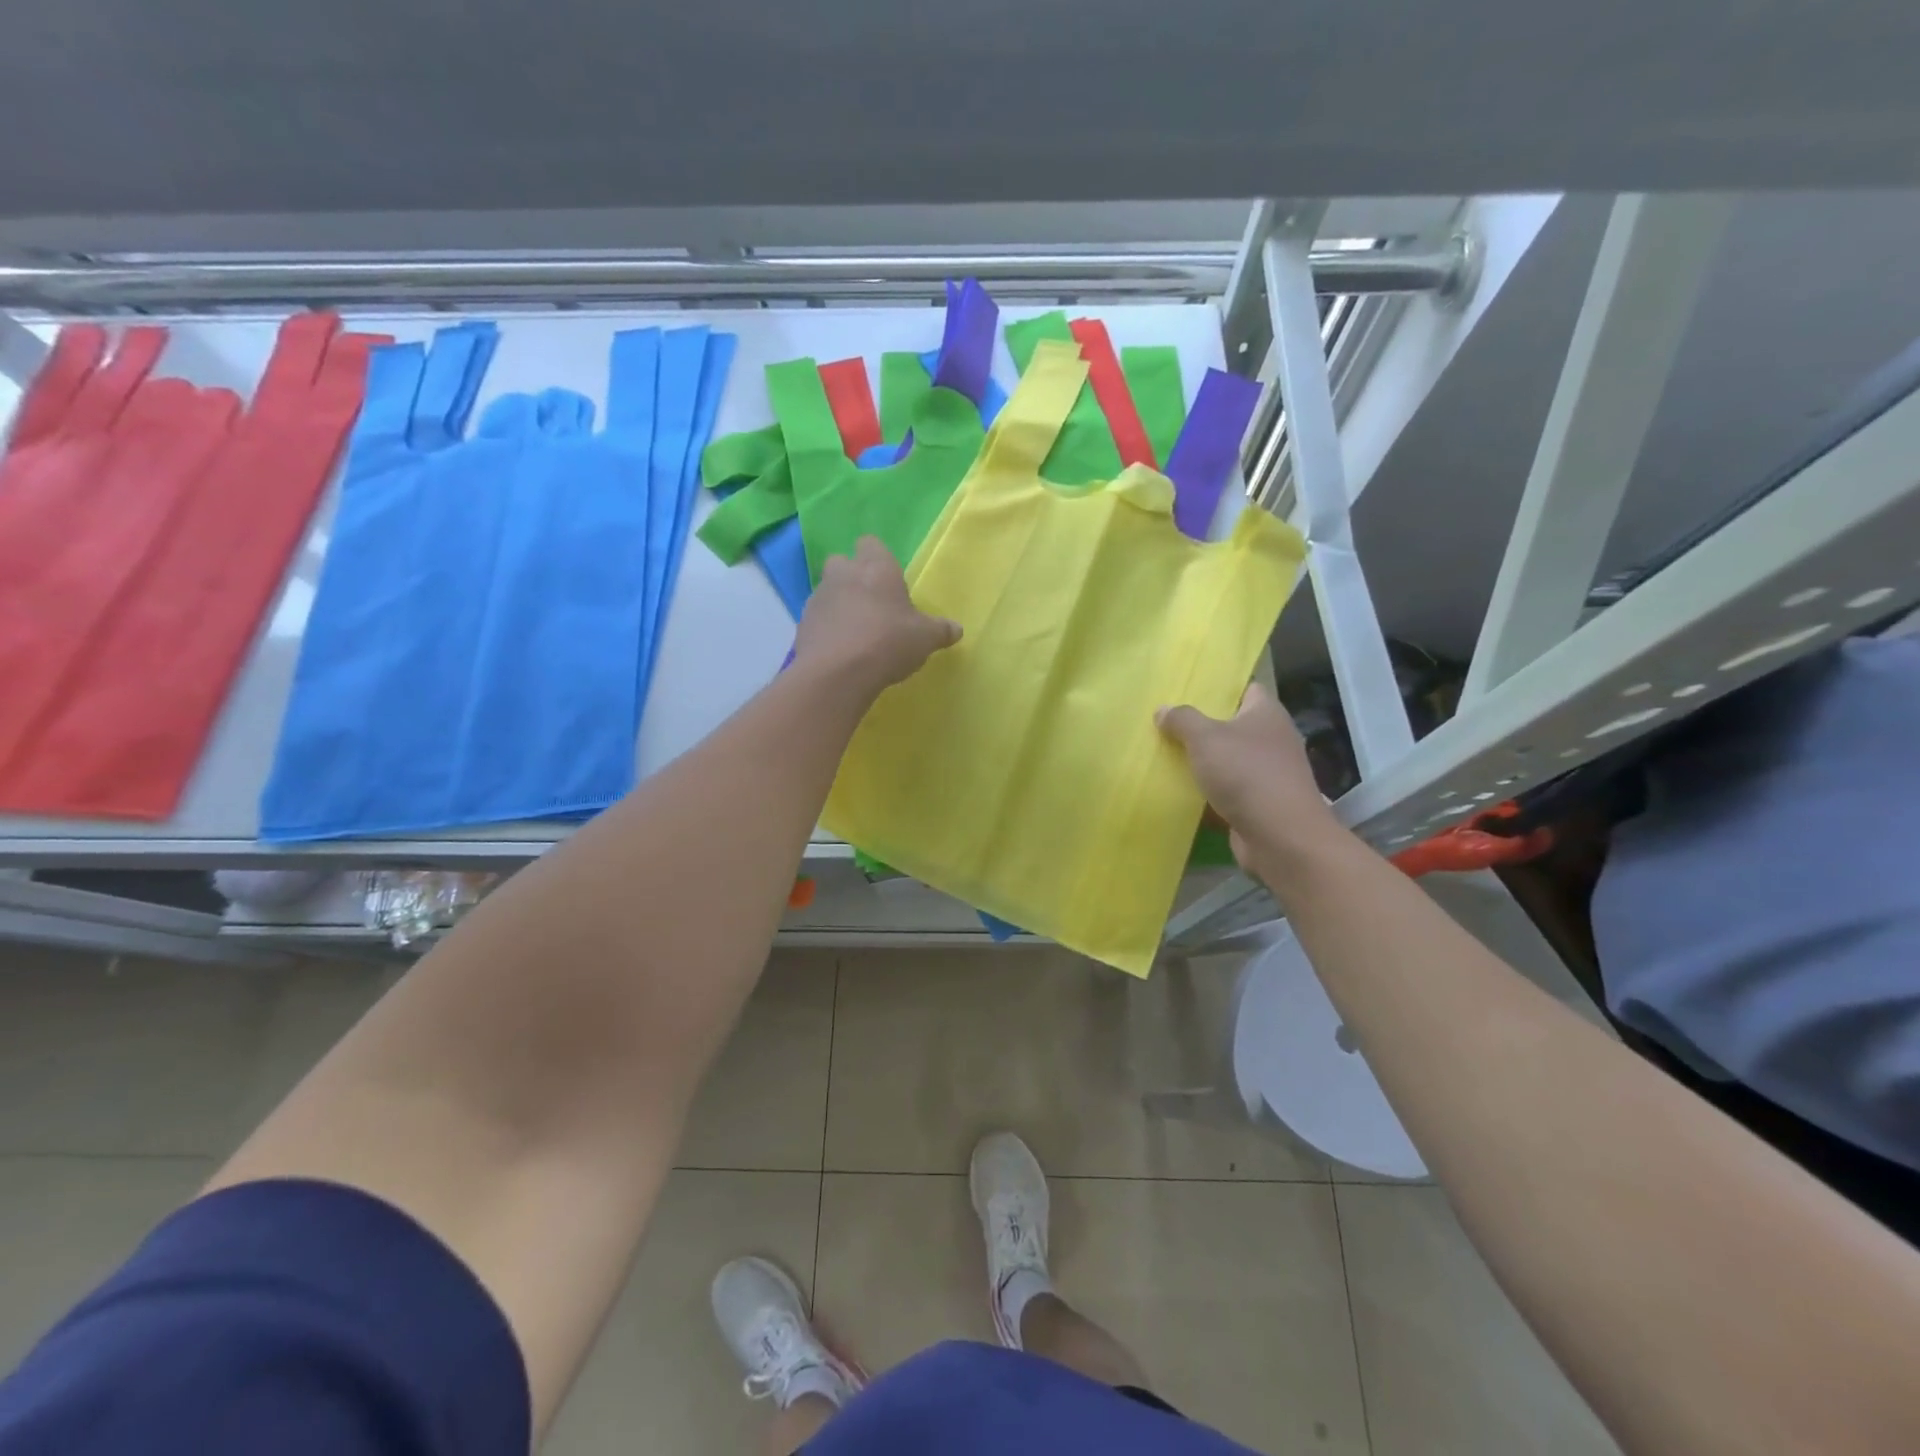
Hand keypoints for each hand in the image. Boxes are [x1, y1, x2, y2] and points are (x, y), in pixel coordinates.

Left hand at [794, 537, 961, 696]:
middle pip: (842, 562)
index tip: (889, 580)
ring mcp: (818, 598)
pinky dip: (827, 629)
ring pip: (827, 591)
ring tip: (856, 633)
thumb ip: (940, 631)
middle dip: (853, 578)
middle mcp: (843, 574)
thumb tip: (957, 629)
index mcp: (876, 567)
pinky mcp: (803, 624)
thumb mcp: (925, 639)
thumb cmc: (888, 642)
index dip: (878, 558)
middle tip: (872, 605)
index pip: (871, 543)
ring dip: (839, 605)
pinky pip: (817, 619)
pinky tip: (841, 651)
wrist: (837, 673)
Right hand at [1157, 684, 1345, 879]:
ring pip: (1230, 760)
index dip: (1221, 688)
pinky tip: (1182, 791)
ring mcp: (1270, 773)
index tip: (1190, 691)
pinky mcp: (1261, 803)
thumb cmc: (1246, 774)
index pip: (1246, 689)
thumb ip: (1182, 720)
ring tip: (1168, 756)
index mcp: (1267, 714)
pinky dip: (1210, 791)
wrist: (1281, 837)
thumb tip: (1163, 709)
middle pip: (1235, 725)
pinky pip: (1230, 790)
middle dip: (1204, 726)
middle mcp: (1273, 739)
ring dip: (1205, 761)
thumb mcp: (1206, 739)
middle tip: (1169, 724)